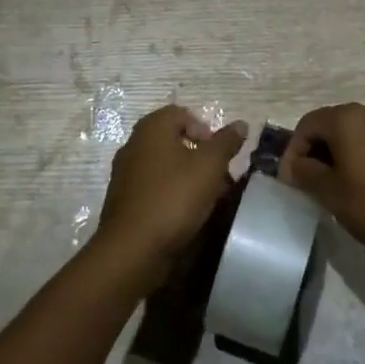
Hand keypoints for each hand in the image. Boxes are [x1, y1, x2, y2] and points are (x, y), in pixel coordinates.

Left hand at [94, 105, 246, 290]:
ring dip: (187, 176)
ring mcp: (125, 173)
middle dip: (199, 155)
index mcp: (151, 128)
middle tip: (218, 177)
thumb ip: (226, 142)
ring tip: (207, 199)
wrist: (133, 249)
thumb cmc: (174, 197)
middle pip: (173, 140)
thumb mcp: (210, 166)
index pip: (181, 113)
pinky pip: (153, 187)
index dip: (205, 129)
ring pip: (164, 165)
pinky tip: (185, 214)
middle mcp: (134, 144)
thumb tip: (241, 124)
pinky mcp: (123, 200)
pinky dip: (170, 193)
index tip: (218, 153)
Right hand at [278, 103, 364, 258]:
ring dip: (337, 153)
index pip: (307, 124)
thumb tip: (294, 165)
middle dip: (315, 151)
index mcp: (347, 118)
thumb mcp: (331, 193)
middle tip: (309, 182)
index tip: (291, 180)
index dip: (293, 151)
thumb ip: (305, 173)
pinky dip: (359, 155)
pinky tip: (362, 182)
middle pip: (330, 124)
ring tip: (334, 184)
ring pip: (352, 132)